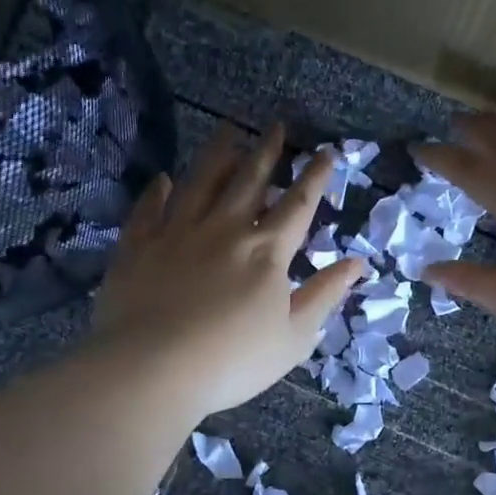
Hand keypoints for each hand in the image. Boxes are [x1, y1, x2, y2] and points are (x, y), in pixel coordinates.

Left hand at [91, 123, 364, 418]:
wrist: (152, 369)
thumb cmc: (233, 361)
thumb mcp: (294, 336)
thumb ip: (325, 295)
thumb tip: (357, 262)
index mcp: (266, 251)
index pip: (297, 204)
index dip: (314, 177)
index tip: (325, 152)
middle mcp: (224, 229)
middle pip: (249, 180)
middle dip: (267, 151)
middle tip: (276, 125)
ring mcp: (177, 232)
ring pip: (200, 182)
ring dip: (217, 154)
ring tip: (228, 129)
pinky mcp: (138, 246)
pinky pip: (149, 209)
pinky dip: (157, 191)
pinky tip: (163, 178)